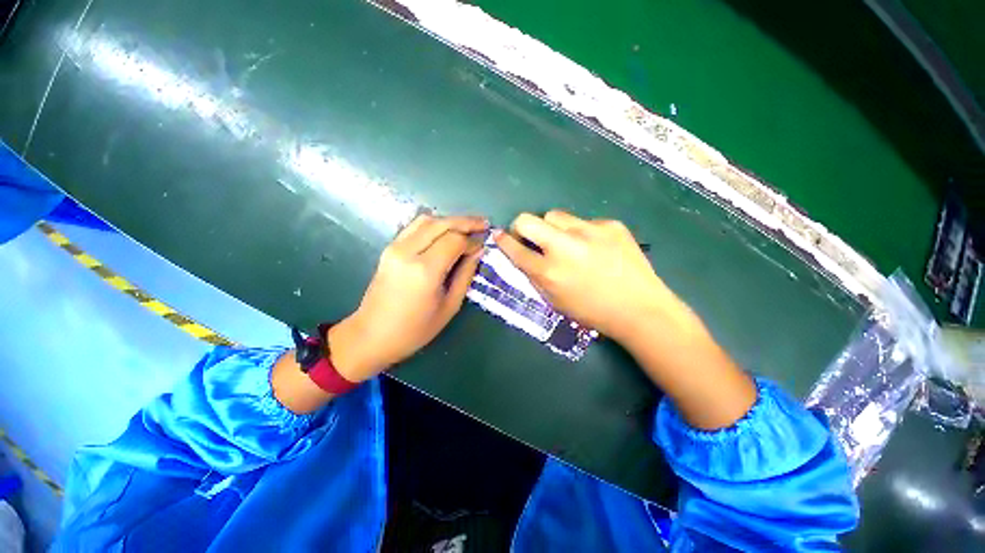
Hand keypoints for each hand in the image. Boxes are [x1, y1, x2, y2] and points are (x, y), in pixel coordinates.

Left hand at [327, 214, 487, 382]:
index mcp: (425, 270)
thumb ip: (465, 275)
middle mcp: (408, 251)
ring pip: (427, 220)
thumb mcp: (449, 306)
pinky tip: (445, 231)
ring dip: (449, 221)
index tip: (483, 246)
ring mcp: (395, 247)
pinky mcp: (389, 248)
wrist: (372, 335)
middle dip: (465, 222)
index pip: (454, 240)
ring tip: (467, 227)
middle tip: (483, 224)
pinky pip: (414, 226)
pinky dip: (433, 224)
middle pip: (441, 223)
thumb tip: (478, 252)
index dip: (472, 241)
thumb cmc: (415, 329)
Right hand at [494, 211, 698, 341]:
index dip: (503, 241)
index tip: (499, 235)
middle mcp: (564, 247)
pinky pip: (585, 222)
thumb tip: (523, 255)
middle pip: (527, 220)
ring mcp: (589, 231)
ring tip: (567, 243)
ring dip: (553, 228)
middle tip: (530, 236)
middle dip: (521, 226)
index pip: (515, 249)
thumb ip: (535, 276)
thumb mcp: (555, 301)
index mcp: (549, 271)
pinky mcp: (610, 224)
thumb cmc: (592, 312)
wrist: (640, 309)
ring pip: (555, 215)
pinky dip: (583, 233)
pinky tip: (597, 248)